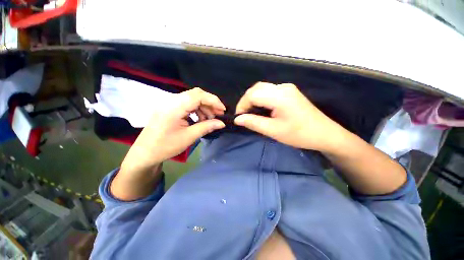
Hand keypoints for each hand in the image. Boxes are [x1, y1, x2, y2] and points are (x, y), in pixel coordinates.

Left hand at [122, 88, 225, 171]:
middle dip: (210, 103)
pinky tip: (200, 119)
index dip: (213, 100)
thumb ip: (206, 127)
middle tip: (218, 115)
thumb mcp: (189, 137)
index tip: (223, 110)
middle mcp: (171, 100)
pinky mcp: (170, 107)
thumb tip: (222, 123)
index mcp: (174, 107)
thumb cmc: (165, 146)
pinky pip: (187, 104)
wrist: (145, 152)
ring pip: (192, 98)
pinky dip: (197, 110)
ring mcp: (169, 103)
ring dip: (204, 107)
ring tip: (209, 120)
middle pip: (196, 94)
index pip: (198, 95)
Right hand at [234, 82, 346, 151]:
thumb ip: (253, 123)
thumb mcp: (273, 131)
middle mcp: (282, 87)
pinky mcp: (289, 92)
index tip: (239, 117)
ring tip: (250, 113)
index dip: (242, 105)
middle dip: (246, 101)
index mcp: (279, 96)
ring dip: (253, 99)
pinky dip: (261, 98)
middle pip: (256, 89)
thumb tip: (237, 119)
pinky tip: (261, 108)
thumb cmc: (299, 134)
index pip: (252, 95)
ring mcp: (287, 88)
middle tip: (244, 115)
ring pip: (262, 88)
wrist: (325, 134)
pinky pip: (269, 91)